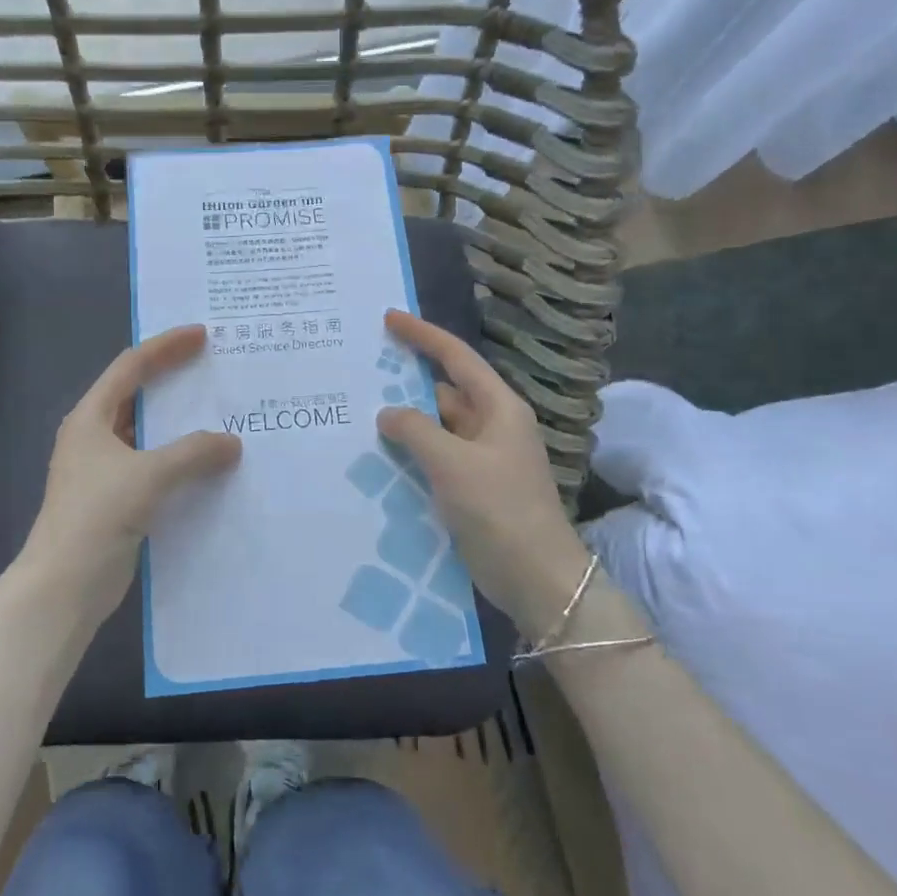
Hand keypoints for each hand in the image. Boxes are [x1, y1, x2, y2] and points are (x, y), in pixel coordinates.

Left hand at [17, 325, 241, 622]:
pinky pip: (154, 466)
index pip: (131, 366)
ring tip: (220, 413)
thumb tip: (232, 443)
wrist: (64, 585)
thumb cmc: (98, 516)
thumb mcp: (149, 475)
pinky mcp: (116, 499)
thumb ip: (194, 453)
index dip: (166, 346)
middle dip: (174, 381)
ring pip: (147, 434)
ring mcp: (103, 470)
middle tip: (214, 370)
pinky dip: (179, 460)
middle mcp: (94, 436)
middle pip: (137, 396)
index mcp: (91, 417)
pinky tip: (208, 465)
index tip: (202, 335)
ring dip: (179, 425)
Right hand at [375, 310, 587, 637]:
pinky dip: (412, 450)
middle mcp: (492, 426)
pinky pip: (436, 456)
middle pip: (446, 390)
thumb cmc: (500, 509)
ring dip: (406, 418)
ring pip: (438, 426)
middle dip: (408, 378)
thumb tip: (388, 413)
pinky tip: (380, 452)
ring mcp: (482, 458)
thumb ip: (416, 431)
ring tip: (361, 407)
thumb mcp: (453, 463)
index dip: (424, 335)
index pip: (457, 358)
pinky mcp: (472, 487)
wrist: (536, 577)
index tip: (390, 318)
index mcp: (499, 408)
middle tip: (364, 366)